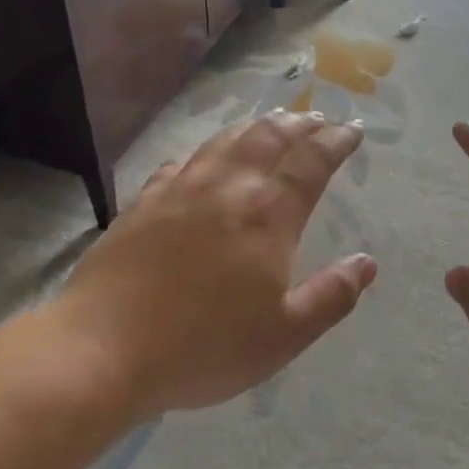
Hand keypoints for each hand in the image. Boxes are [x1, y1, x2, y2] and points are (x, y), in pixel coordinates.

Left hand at [56, 112, 376, 419]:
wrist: (103, 348)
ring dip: (254, 128)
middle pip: (268, 139)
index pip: (311, 162)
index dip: (336, 142)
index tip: (353, 131)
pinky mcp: (142, 204)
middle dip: (298, 125)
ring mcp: (179, 191)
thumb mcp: (284, 335)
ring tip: (270, 124)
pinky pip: (180, 163)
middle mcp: (226, 189)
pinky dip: (203, 152)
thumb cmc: (203, 346)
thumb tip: (366, 262)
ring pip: (224, 142)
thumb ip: (331, 295)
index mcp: (267, 215)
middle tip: (316, 119)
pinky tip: (201, 159)